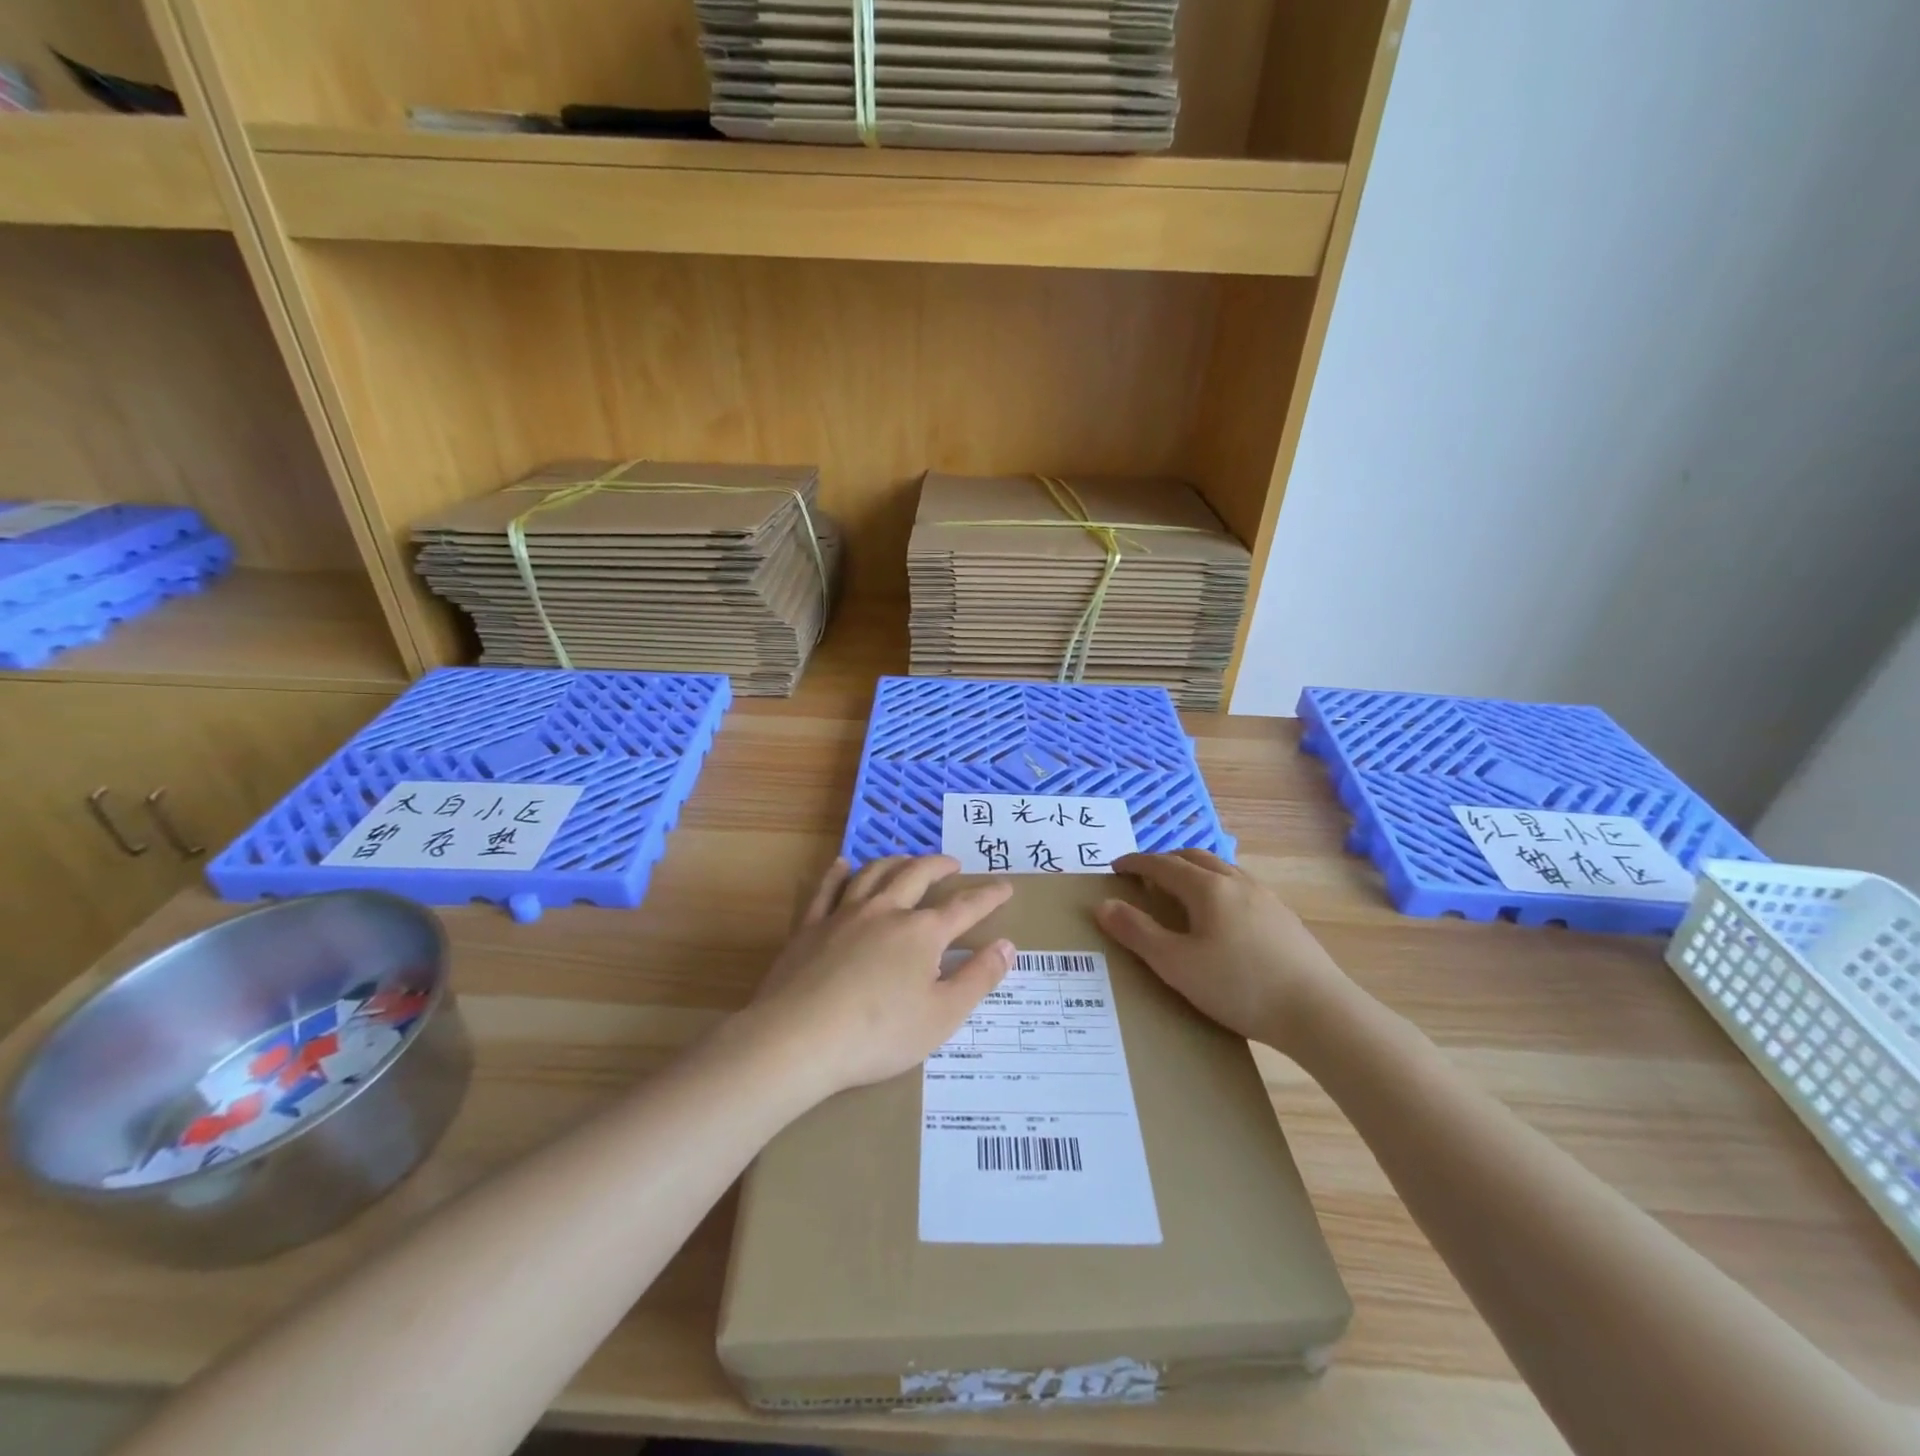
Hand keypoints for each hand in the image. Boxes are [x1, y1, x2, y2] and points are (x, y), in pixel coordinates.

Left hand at [748, 855, 1013, 1095]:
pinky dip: (838, 873)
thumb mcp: (943, 1016)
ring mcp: (844, 914)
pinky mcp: (810, 927)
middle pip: (917, 875)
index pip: (964, 907)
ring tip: (907, 860)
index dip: (988, 896)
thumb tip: (1007, 945)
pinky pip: (827, 889)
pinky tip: (842, 865)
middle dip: (939, 865)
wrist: (799, 1038)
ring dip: (896, 861)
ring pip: (874, 873)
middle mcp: (886, 911)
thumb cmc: (879, 1034)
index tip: (1005, 887)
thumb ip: (978, 978)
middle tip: (953, 863)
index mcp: (922, 933)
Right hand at [1095, 849, 1349, 1049]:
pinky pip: (1241, 888)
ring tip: (1181, 893)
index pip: (1162, 864)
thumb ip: (1137, 932)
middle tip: (1145, 877)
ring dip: (1194, 872)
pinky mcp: (1285, 918)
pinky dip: (1218, 888)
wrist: (1319, 1012)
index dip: (1135, 862)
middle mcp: (1237, 882)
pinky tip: (1221, 918)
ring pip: (1222, 870)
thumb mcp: (1176, 964)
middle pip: (1194, 857)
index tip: (1115, 867)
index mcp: (1207, 888)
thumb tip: (1104, 905)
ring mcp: (1266, 898)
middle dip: (1165, 861)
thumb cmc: (1239, 986)